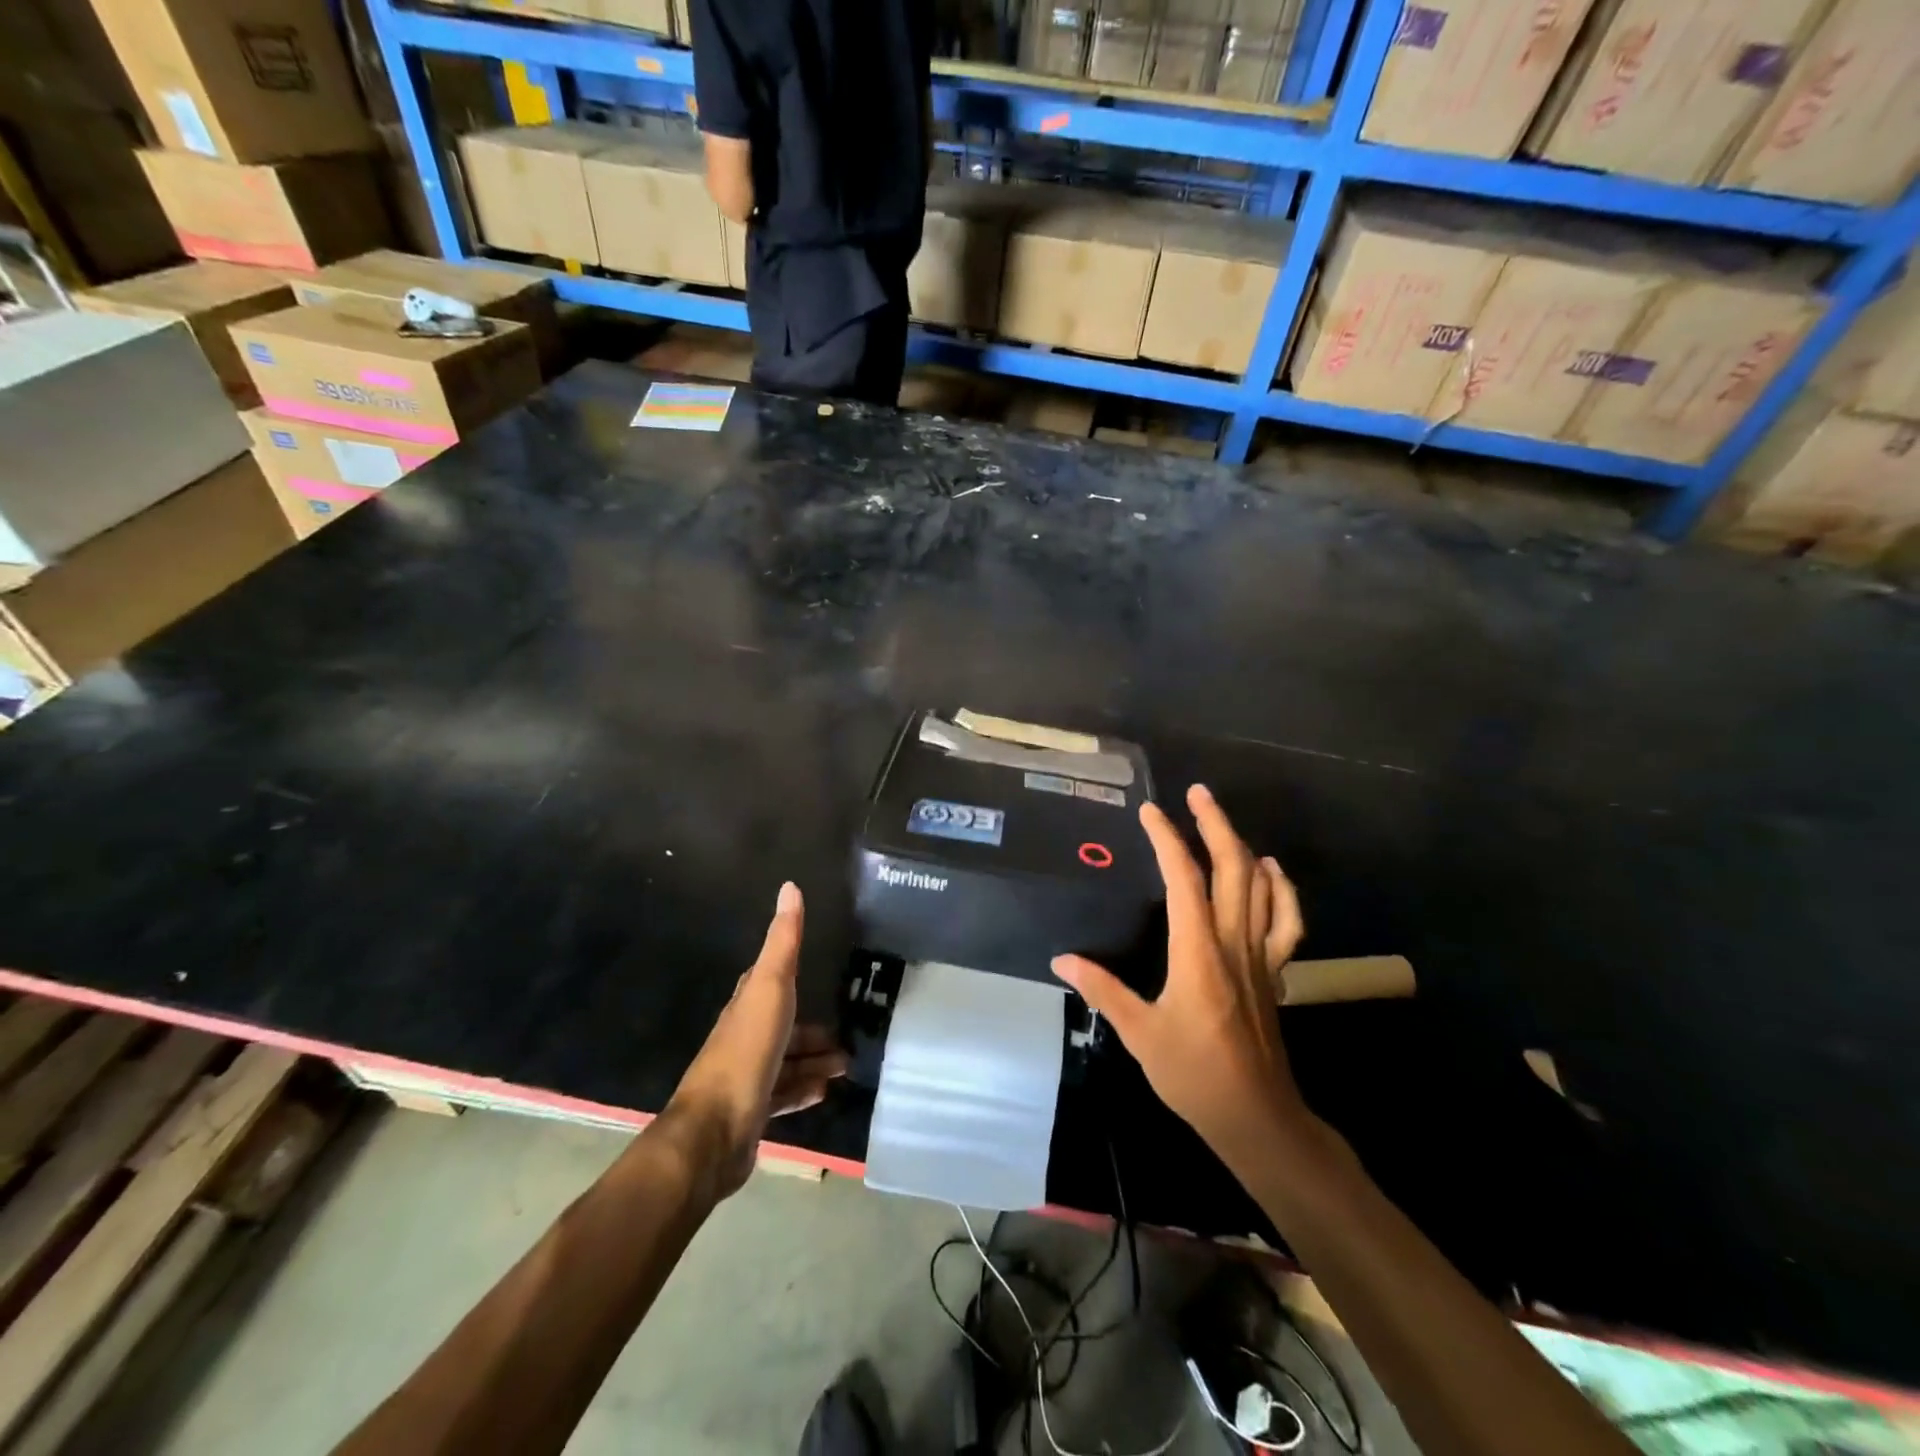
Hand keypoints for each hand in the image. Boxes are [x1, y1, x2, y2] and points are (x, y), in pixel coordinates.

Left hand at [662, 883, 847, 1199]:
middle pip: (783, 1026)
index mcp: (746, 1005)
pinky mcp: (752, 1112)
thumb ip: (782, 942)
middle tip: (847, 1034)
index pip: (766, 980)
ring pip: (786, 1061)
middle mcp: (744, 1038)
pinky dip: (805, 1090)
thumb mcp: (770, 988)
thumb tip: (789, 886)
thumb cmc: (746, 1052)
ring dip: (815, 1061)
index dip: (788, 974)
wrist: (714, 1132)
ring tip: (846, 1065)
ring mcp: (747, 1077)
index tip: (818, 971)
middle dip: (812, 1029)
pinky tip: (825, 1092)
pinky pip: (784, 1094)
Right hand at [1052, 785, 1310, 1166]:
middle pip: (1232, 869)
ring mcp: (1260, 956)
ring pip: (1260, 887)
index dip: (1167, 839)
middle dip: (1215, 824)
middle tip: (1196, 793)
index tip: (1150, 811)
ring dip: (1242, 846)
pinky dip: (1282, 889)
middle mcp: (1233, 943)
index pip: (1183, 880)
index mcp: (1197, 952)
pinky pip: (1286, 921)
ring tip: (1221, 819)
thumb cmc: (1194, 1074)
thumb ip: (1102, 990)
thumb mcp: (1139, 1034)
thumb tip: (1061, 959)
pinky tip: (1270, 871)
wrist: (1257, 1116)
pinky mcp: (1274, 972)